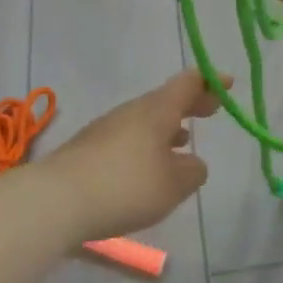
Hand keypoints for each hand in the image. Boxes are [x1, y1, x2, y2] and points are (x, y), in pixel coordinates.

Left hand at [40, 68, 225, 240]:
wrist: (54, 200)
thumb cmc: (124, 186)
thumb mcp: (173, 185)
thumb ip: (192, 171)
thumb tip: (192, 162)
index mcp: (157, 111)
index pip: (188, 83)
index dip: (210, 82)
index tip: (228, 84)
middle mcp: (132, 112)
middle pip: (166, 99)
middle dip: (191, 104)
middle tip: (211, 110)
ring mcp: (107, 128)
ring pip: (146, 120)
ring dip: (168, 126)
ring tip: (184, 140)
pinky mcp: (89, 149)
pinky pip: (128, 137)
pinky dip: (148, 143)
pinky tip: (148, 166)